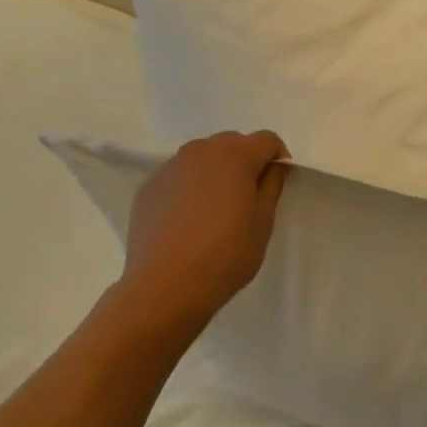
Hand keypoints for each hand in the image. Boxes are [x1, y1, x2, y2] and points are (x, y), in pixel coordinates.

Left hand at [120, 130, 290, 329]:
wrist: (165, 285)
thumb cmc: (226, 254)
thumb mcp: (262, 224)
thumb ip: (271, 187)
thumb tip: (273, 168)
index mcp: (234, 156)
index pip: (267, 140)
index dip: (278, 159)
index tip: (277, 185)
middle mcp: (199, 151)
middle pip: (232, 143)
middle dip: (246, 162)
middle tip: (248, 199)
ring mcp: (169, 168)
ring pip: (201, 159)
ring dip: (215, 173)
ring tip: (216, 210)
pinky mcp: (148, 188)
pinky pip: (178, 178)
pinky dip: (189, 189)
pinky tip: (188, 222)